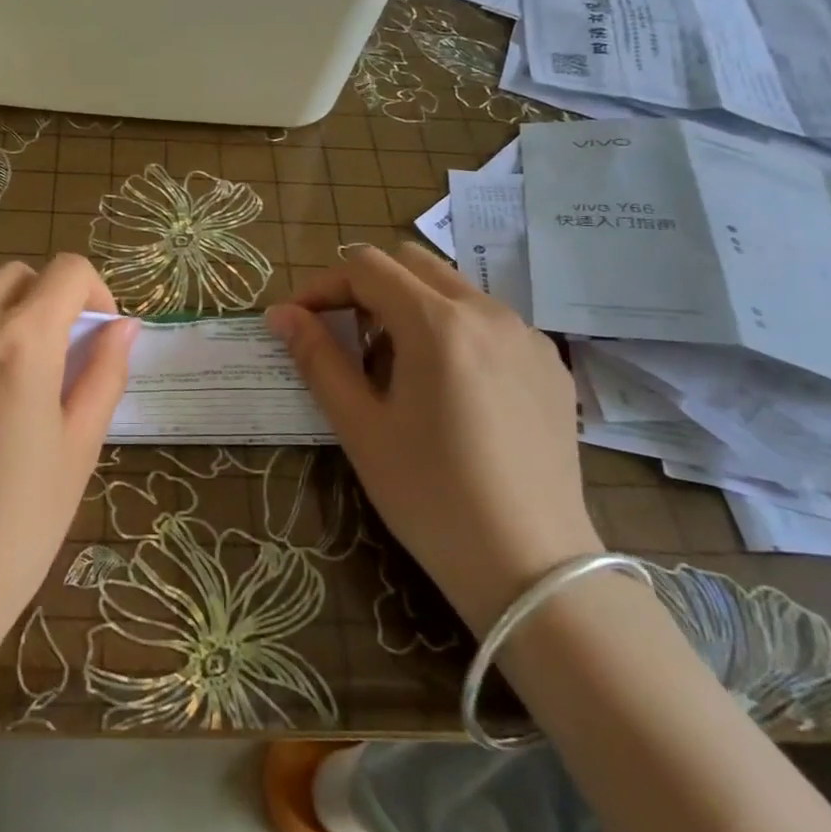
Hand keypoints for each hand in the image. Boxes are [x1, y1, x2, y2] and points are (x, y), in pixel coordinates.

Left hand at [0, 255, 137, 656]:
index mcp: (20, 343)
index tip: (92, 335)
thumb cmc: (15, 529)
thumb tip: (121, 326)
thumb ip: (104, 373)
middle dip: (42, 306)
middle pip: (14, 280)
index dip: (93, 293)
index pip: (68, 270)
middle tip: (45, 366)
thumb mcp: (77, 450)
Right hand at [267, 244, 600, 633]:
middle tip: (346, 339)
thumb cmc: (431, 496)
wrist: (532, 567)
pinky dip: (453, 330)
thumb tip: (280, 314)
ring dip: (410, 306)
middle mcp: (488, 312)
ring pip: (452, 288)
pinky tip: (449, 389)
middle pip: (411, 264)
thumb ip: (317, 358)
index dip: (323, 286)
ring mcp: (527, 336)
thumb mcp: (360, 427)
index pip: (366, 268)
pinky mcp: (550, 365)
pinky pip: (489, 321)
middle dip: (367, 288)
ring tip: (396, 368)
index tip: (300, 321)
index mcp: (438, 322)